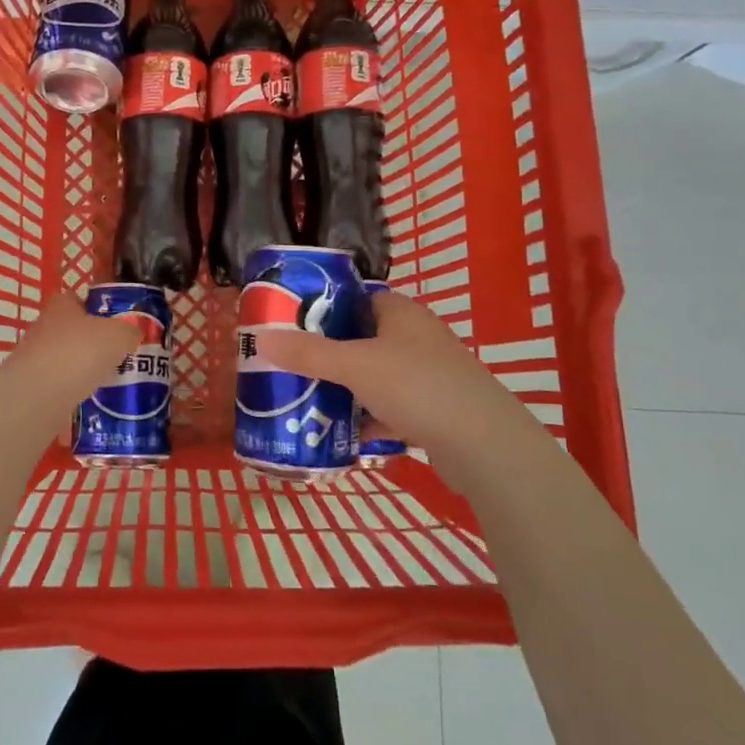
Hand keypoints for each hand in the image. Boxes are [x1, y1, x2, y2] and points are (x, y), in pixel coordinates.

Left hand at [0, 290, 140, 410]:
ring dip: (85, 368)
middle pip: (75, 330)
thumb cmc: (79, 353)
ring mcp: (35, 357)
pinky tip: (92, 400)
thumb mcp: (118, 335)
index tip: (119, 325)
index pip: (81, 299)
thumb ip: (129, 330)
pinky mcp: (32, 385)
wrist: (37, 397)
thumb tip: (133, 333)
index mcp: (62, 305)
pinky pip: (61, 384)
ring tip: (110, 380)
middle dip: (96, 342)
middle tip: (121, 355)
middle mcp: (45, 326)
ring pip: (68, 358)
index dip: (101, 309)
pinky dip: (75, 390)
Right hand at [254, 290, 523, 455]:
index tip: (290, 325)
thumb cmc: (418, 387)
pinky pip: (390, 408)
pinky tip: (342, 435)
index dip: (324, 308)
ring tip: (307, 401)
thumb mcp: (355, 365)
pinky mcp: (435, 411)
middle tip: (291, 367)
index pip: (357, 298)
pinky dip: (368, 419)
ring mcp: (429, 375)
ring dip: (346, 390)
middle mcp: (417, 337)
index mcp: (402, 313)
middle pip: (362, 339)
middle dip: (328, 355)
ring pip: (375, 376)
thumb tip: (260, 339)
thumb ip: (308, 353)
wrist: (484, 446)